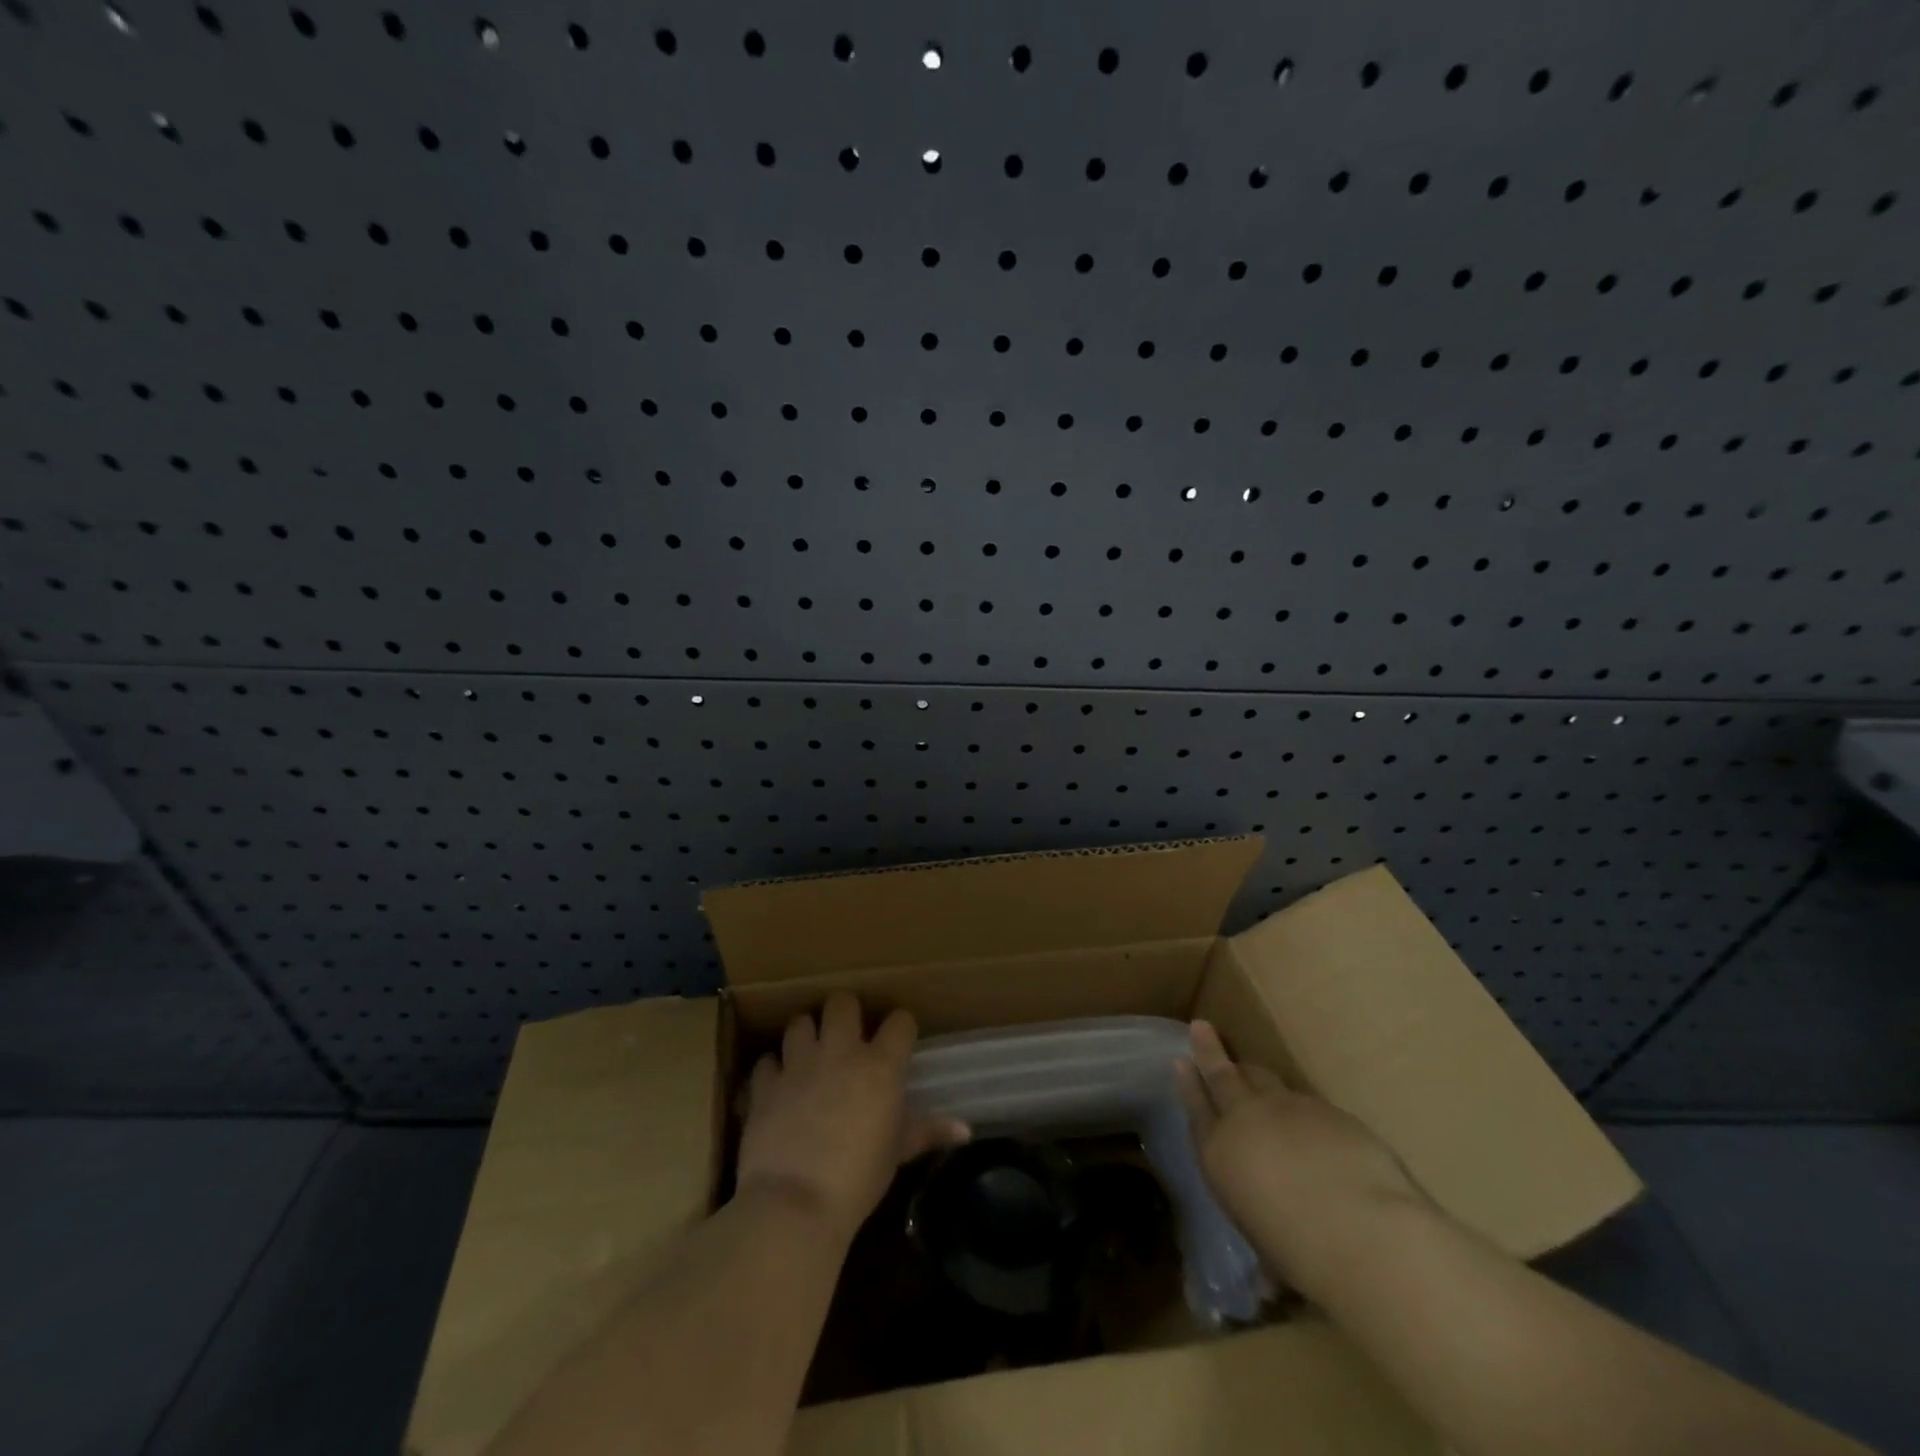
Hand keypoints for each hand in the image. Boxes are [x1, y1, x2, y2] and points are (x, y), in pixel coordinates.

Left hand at [736, 992, 968, 1243]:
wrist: (794, 1204)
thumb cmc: (858, 1179)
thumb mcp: (897, 1154)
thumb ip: (927, 1132)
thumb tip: (965, 1130)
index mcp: (880, 1065)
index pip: (900, 1021)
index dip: (901, 1027)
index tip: (900, 1040)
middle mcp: (840, 1052)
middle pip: (842, 1002)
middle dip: (845, 1012)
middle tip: (847, 1035)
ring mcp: (798, 1064)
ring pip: (799, 1023)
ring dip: (805, 1035)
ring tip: (809, 1054)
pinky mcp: (765, 1084)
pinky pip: (766, 1062)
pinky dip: (771, 1071)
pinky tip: (776, 1086)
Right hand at [1176, 1020, 1424, 1299]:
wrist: (1362, 1230)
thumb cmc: (1301, 1253)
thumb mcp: (1268, 1247)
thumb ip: (1264, 1235)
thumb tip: (1271, 1281)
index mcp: (1219, 1154)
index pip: (1196, 1110)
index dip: (1188, 1085)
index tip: (1180, 1062)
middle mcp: (1245, 1120)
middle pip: (1222, 1075)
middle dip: (1209, 1050)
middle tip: (1200, 1026)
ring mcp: (1286, 1107)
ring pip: (1263, 1078)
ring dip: (1254, 1074)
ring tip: (1249, 1069)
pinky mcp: (1326, 1109)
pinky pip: (1304, 1101)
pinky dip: (1299, 1107)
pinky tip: (1311, 1124)